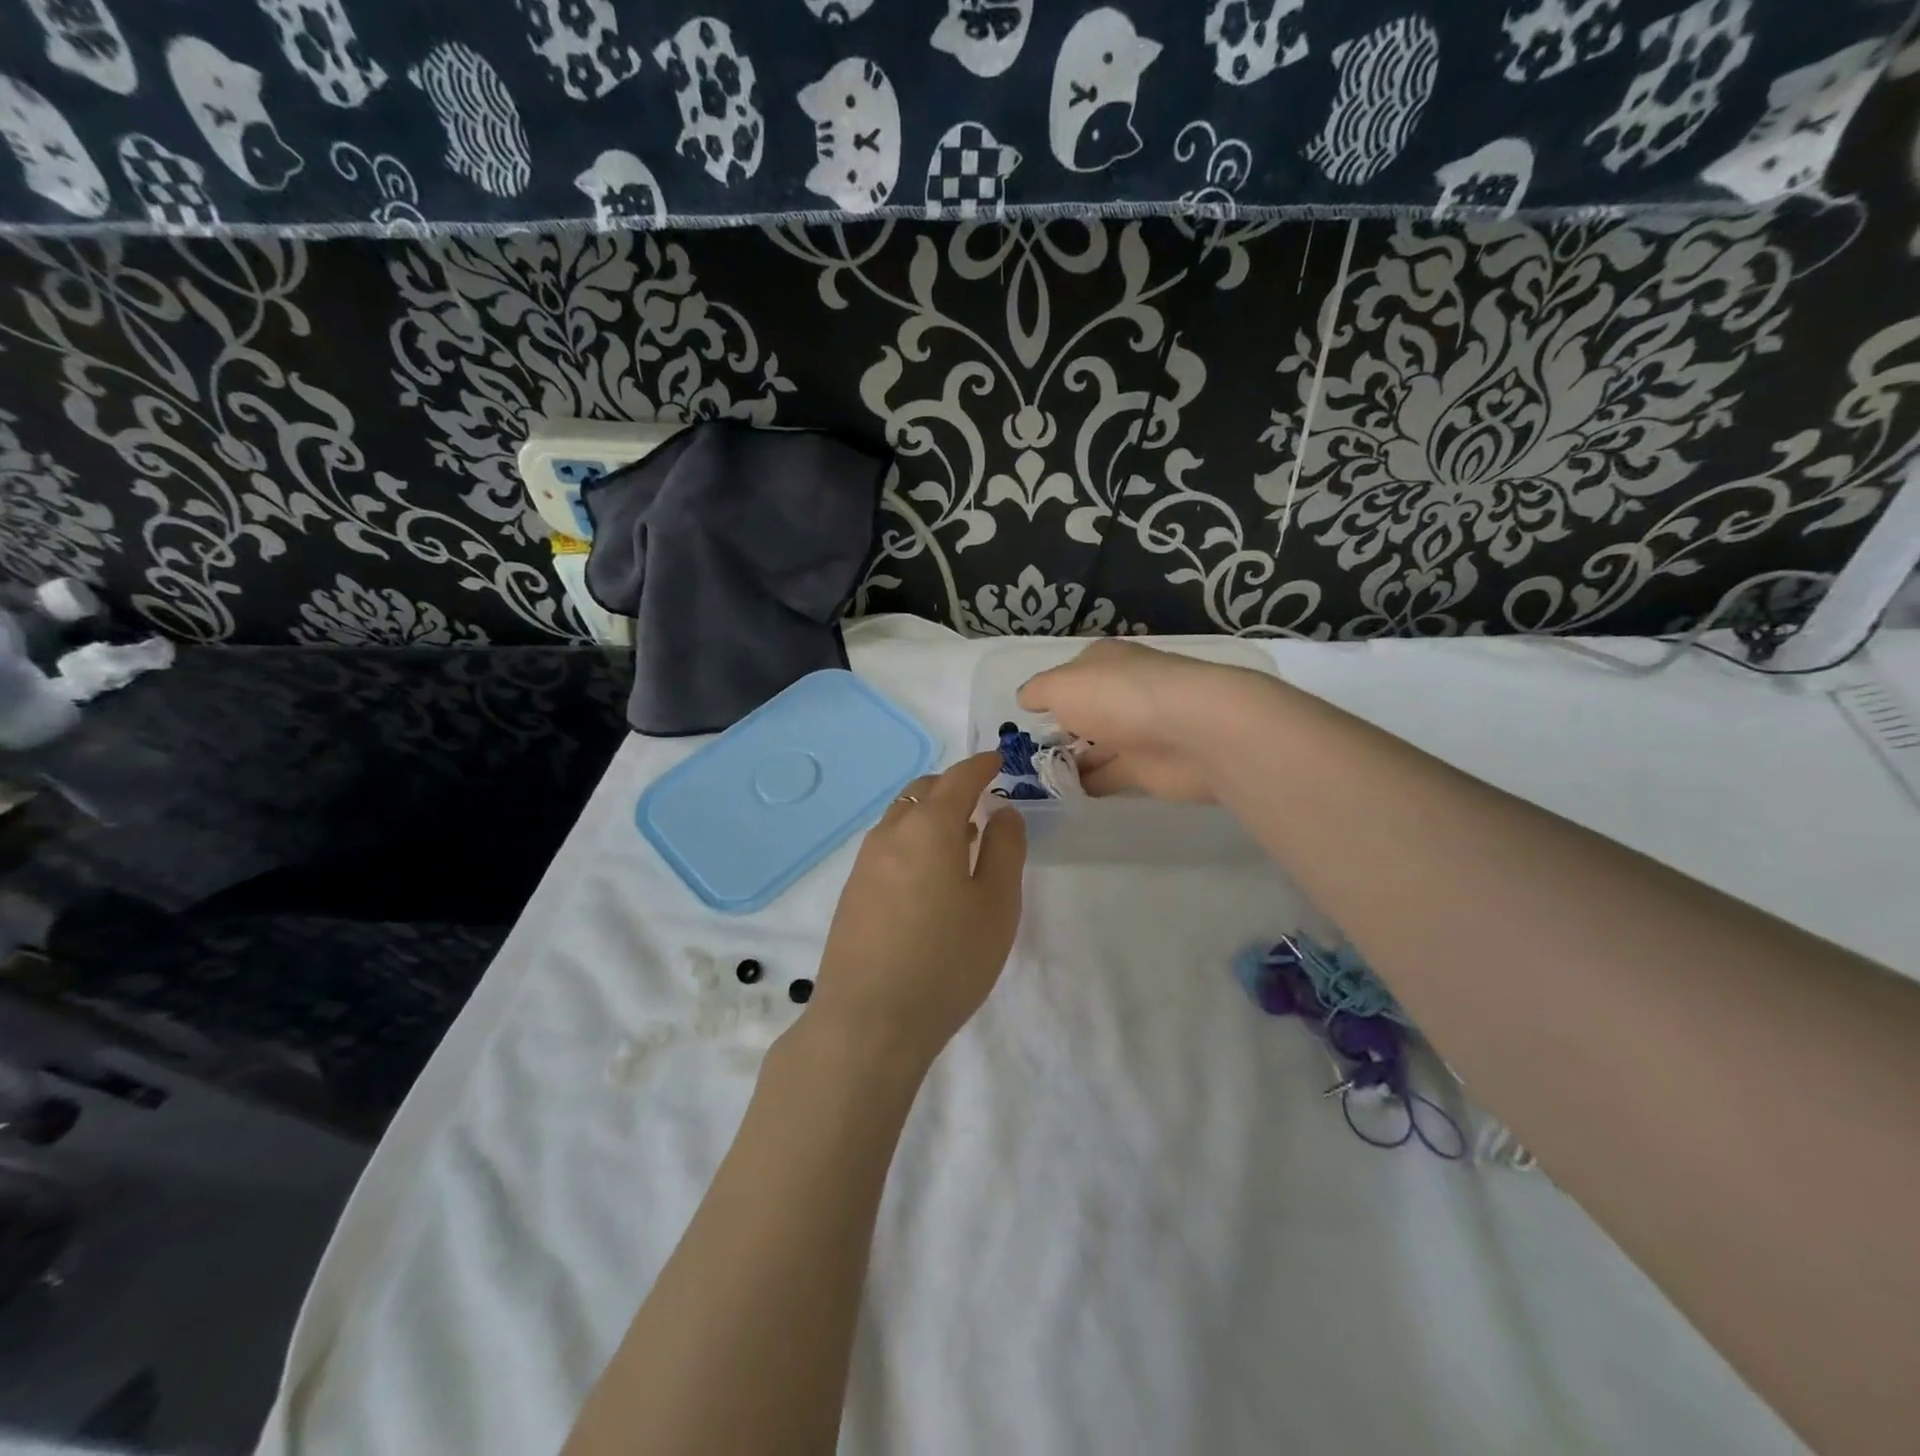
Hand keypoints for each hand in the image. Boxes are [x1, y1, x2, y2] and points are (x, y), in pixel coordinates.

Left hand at [811, 753, 1026, 1066]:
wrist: (868, 1021)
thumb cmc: (947, 960)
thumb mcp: (996, 905)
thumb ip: (1005, 850)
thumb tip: (1003, 812)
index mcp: (929, 826)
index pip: (958, 778)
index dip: (981, 765)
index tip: (998, 760)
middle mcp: (890, 833)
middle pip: (923, 791)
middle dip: (952, 786)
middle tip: (981, 798)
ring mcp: (865, 863)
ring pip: (901, 818)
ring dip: (931, 814)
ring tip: (961, 836)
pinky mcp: (853, 892)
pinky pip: (887, 845)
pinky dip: (912, 840)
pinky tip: (928, 874)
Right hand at [1017, 639, 1273, 802]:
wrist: (1193, 731)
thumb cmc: (1118, 696)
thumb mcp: (1062, 685)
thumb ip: (1039, 692)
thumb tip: (1025, 699)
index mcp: (1104, 663)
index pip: (1070, 675)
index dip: (1048, 694)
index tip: (1024, 719)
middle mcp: (1121, 693)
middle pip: (1084, 712)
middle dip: (1058, 731)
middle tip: (1023, 756)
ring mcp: (1137, 732)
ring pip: (1095, 747)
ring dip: (1071, 760)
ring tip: (1035, 779)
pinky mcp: (1148, 769)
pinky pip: (1109, 777)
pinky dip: (1088, 784)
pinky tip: (1064, 793)